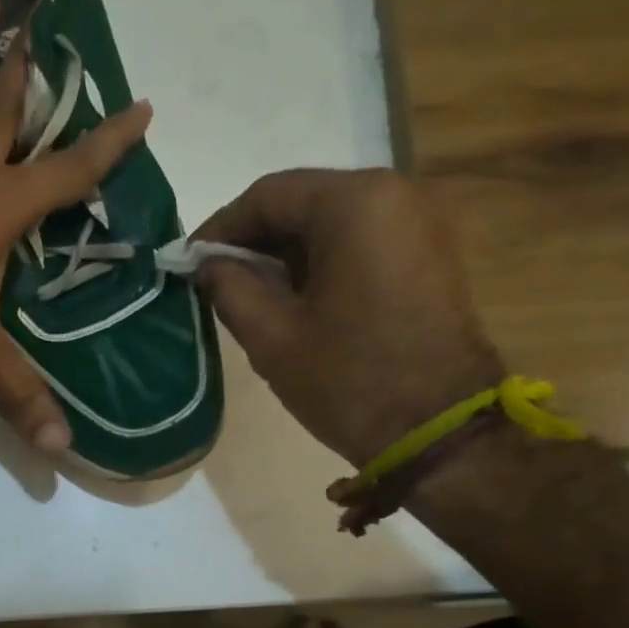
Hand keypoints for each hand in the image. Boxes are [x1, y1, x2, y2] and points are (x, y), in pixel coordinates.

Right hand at [194, 169, 502, 470]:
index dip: (220, 228)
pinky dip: (321, 263)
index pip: (268, 195)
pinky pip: (360, 242)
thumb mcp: (272, 337)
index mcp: (354, 204)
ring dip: (286, 254)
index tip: (189, 263)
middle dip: (254, 241)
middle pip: (303, 203)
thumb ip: (229, 288)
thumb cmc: (349, 380)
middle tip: (215, 281)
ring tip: (250, 296)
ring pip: (331, 223)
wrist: (439, 432)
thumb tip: (207, 265)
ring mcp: (419, 224)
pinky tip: (296, 301)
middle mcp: (394, 194)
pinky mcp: (428, 255)